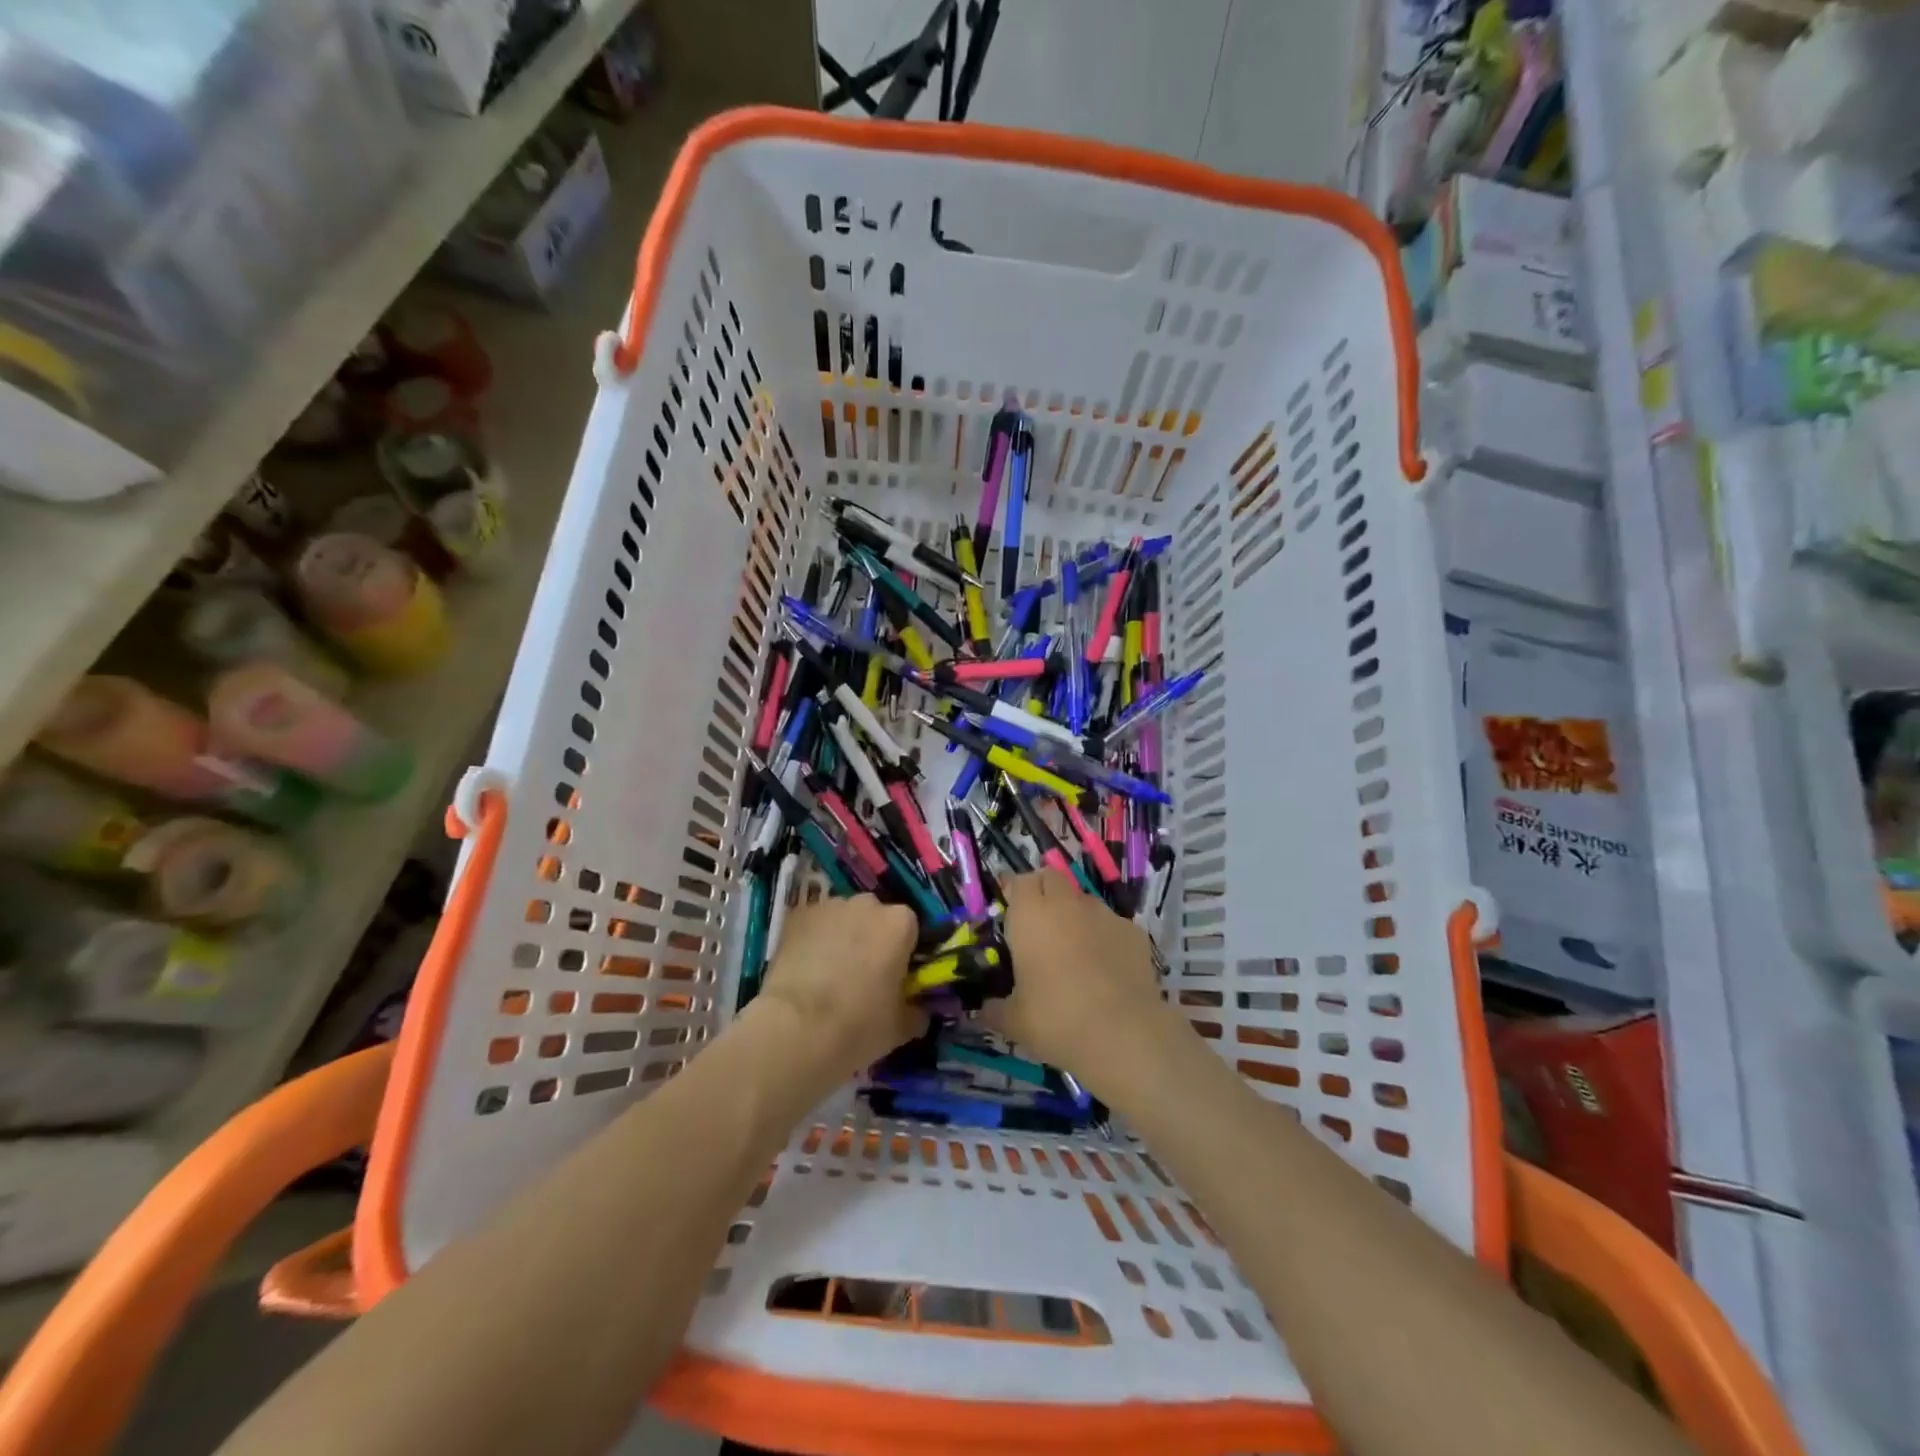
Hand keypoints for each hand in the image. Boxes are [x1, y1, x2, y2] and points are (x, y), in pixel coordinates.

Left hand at [755, 894, 922, 1085]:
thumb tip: (917, 1012)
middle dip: (871, 940)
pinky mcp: (795, 916)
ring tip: (828, 975)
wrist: (795, 1029)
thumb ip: (915, 1012)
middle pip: (875, 918)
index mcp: (900, 923)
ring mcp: (828, 907)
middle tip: (862, 976)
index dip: (903, 953)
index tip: (895, 977)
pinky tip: (804, 970)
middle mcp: (867, 905)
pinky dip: (811, 941)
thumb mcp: (900, 1028)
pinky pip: (812, 925)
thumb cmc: (858, 1025)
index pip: (910, 929)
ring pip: (842, 919)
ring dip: (840, 937)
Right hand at [988, 870, 1167, 1086]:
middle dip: (1043, 893)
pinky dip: (1104, 936)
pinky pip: (1111, 924)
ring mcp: (1104, 914)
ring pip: (1083, 900)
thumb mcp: (1013, 1021)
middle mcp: (1066, 904)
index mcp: (1030, 914)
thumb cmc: (1056, 1019)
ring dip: (1074, 914)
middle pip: (1051, 878)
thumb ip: (994, 1008)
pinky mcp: (1134, 932)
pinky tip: (1105, 967)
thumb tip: (985, 1009)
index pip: (1018, 881)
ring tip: (1074, 948)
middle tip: (1038, 925)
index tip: (1009, 912)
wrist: (1123, 1034)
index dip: (1013, 893)